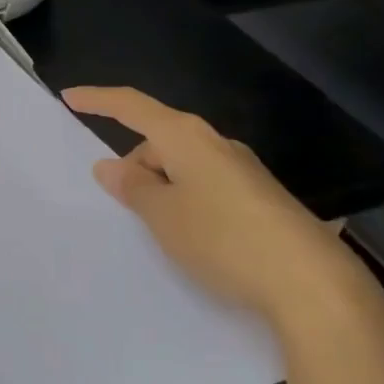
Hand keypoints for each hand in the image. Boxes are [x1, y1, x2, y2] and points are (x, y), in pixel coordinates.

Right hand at [62, 86, 383, 359]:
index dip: (98, 100)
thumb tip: (111, 165)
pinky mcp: (261, 199)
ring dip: (161, 186)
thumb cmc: (223, 239)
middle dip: (135, 163)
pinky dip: (186, 201)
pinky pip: (206, 187)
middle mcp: (216, 144)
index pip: (132, 106)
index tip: (68, 96)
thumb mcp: (162, 215)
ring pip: (184, 166)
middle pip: (159, 139)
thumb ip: (132, 187)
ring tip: (158, 229)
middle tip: (121, 204)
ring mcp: (243, 171)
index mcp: (186, 137)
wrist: (314, 286)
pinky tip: (192, 238)